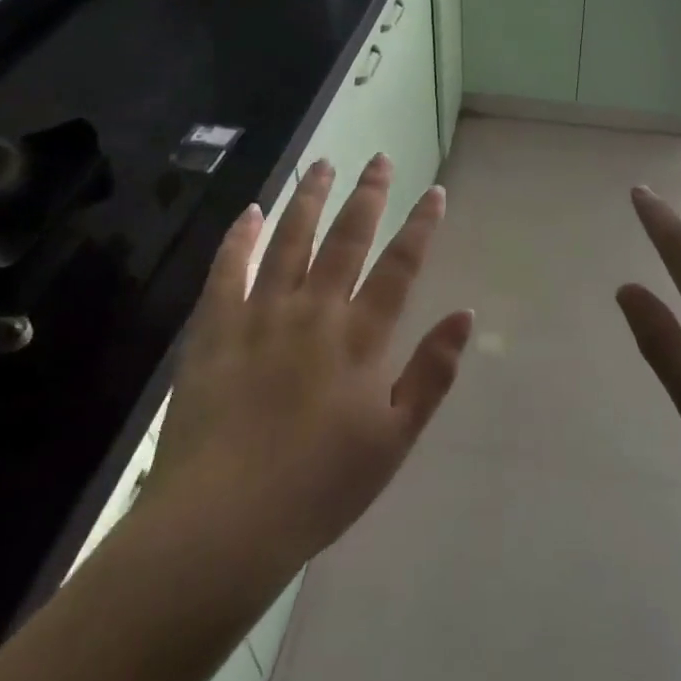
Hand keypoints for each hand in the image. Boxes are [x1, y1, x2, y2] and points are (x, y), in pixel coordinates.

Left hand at [147, 156, 473, 564]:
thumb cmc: (320, 487)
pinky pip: (228, 269)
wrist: (223, 522)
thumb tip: (465, 315)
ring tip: (323, 164)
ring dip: (310, 198)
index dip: (420, 226)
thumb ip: (432, 373)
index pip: (400, 266)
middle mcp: (315, 311)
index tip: (434, 191)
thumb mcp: (395, 439)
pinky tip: (252, 211)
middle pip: (347, 238)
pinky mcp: (215, 329)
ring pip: (290, 240)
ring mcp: (261, 314)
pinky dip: (241, 236)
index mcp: (360, 338)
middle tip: (380, 158)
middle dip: (368, 194)